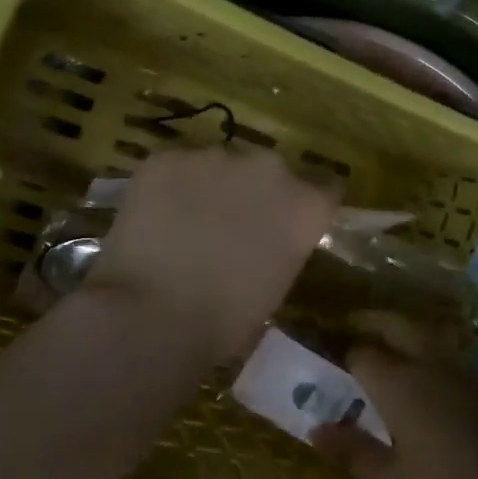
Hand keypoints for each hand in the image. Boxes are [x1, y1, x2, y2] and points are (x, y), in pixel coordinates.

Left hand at [85, 147, 338, 363]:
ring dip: (210, 187)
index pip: (324, 188)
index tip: (289, 222)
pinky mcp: (167, 157)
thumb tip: (262, 243)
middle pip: (268, 171)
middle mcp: (268, 168)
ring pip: (217, 166)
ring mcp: (215, 156)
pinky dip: (169, 187)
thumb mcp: (275, 287)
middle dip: (254, 192)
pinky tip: (154, 219)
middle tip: (230, 226)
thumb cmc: (224, 322)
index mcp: (305, 205)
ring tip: (184, 223)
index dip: (304, 205)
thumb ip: (280, 249)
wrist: (153, 315)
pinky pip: (174, 167)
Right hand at [310, 313, 477, 478]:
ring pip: (424, 331)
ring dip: (401, 328)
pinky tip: (422, 369)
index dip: (340, 347)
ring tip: (384, 340)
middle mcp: (427, 364)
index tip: (323, 348)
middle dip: (371, 320)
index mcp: (398, 382)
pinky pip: (445, 349)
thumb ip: (353, 451)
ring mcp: (460, 371)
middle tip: (350, 325)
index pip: (361, 351)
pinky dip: (425, 345)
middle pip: (395, 324)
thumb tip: (316, 429)